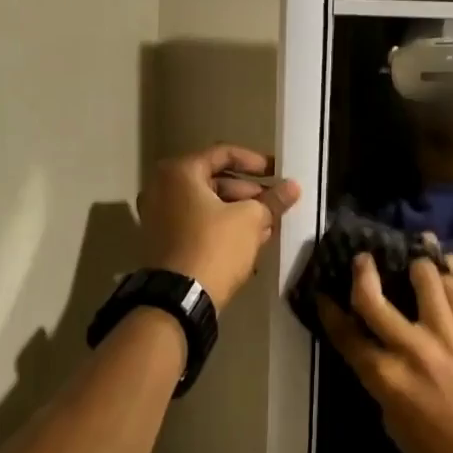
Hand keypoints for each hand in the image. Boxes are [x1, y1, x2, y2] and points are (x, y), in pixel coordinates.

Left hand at [139, 145, 300, 309]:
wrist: (180, 298)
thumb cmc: (215, 246)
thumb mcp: (250, 219)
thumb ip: (273, 200)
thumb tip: (293, 187)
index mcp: (179, 173)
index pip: (223, 153)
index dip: (256, 161)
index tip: (278, 173)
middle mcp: (162, 188)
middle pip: (215, 180)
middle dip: (250, 192)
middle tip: (275, 203)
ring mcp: (159, 216)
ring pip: (208, 205)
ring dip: (239, 212)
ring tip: (268, 225)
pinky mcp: (164, 241)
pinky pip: (198, 224)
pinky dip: (222, 227)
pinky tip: (250, 241)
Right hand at [317, 254, 452, 452]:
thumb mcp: (396, 426)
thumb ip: (385, 386)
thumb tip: (383, 361)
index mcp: (385, 378)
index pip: (346, 334)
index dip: (330, 312)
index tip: (323, 295)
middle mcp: (411, 349)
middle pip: (373, 297)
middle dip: (362, 272)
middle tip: (362, 259)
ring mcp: (447, 336)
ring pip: (424, 278)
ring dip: (415, 267)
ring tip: (415, 265)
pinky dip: (449, 279)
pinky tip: (446, 276)